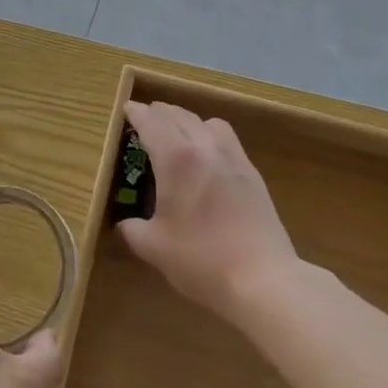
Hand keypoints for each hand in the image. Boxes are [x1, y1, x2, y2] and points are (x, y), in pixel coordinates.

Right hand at [118, 101, 300, 323]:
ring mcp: (233, 157)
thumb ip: (133, 230)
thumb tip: (125, 224)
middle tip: (146, 119)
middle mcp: (205, 147)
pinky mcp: (252, 172)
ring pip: (206, 122)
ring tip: (178, 134)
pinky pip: (227, 138)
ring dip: (187, 120)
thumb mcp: (154, 248)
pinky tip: (207, 157)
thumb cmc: (201, 260)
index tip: (126, 109)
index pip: (152, 122)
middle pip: (179, 115)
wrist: (262, 278)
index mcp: (176, 158)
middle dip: (159, 113)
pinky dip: (209, 135)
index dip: (136, 114)